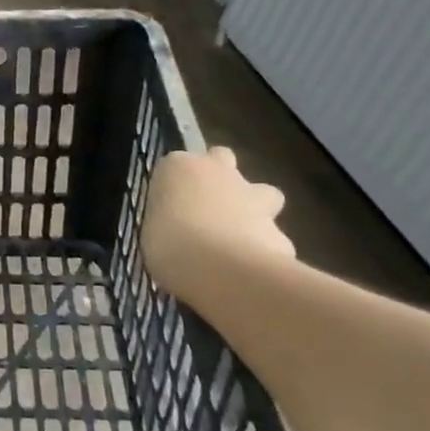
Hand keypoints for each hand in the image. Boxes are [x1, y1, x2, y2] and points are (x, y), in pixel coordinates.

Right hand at [141, 148, 295, 299]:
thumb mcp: (150, 232)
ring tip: (238, 238)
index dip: (176, 184)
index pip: (176, 164)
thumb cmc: (168, 243)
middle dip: (221, 178)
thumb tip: (175, 231)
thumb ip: (167, 222)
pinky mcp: (279, 230)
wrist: (221, 267)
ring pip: (264, 193)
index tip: (169, 206)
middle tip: (207, 208)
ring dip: (254, 209)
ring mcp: (254, 198)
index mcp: (180, 168)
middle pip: (223, 159)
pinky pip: (273, 238)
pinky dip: (265, 250)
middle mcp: (220, 172)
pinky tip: (252, 271)